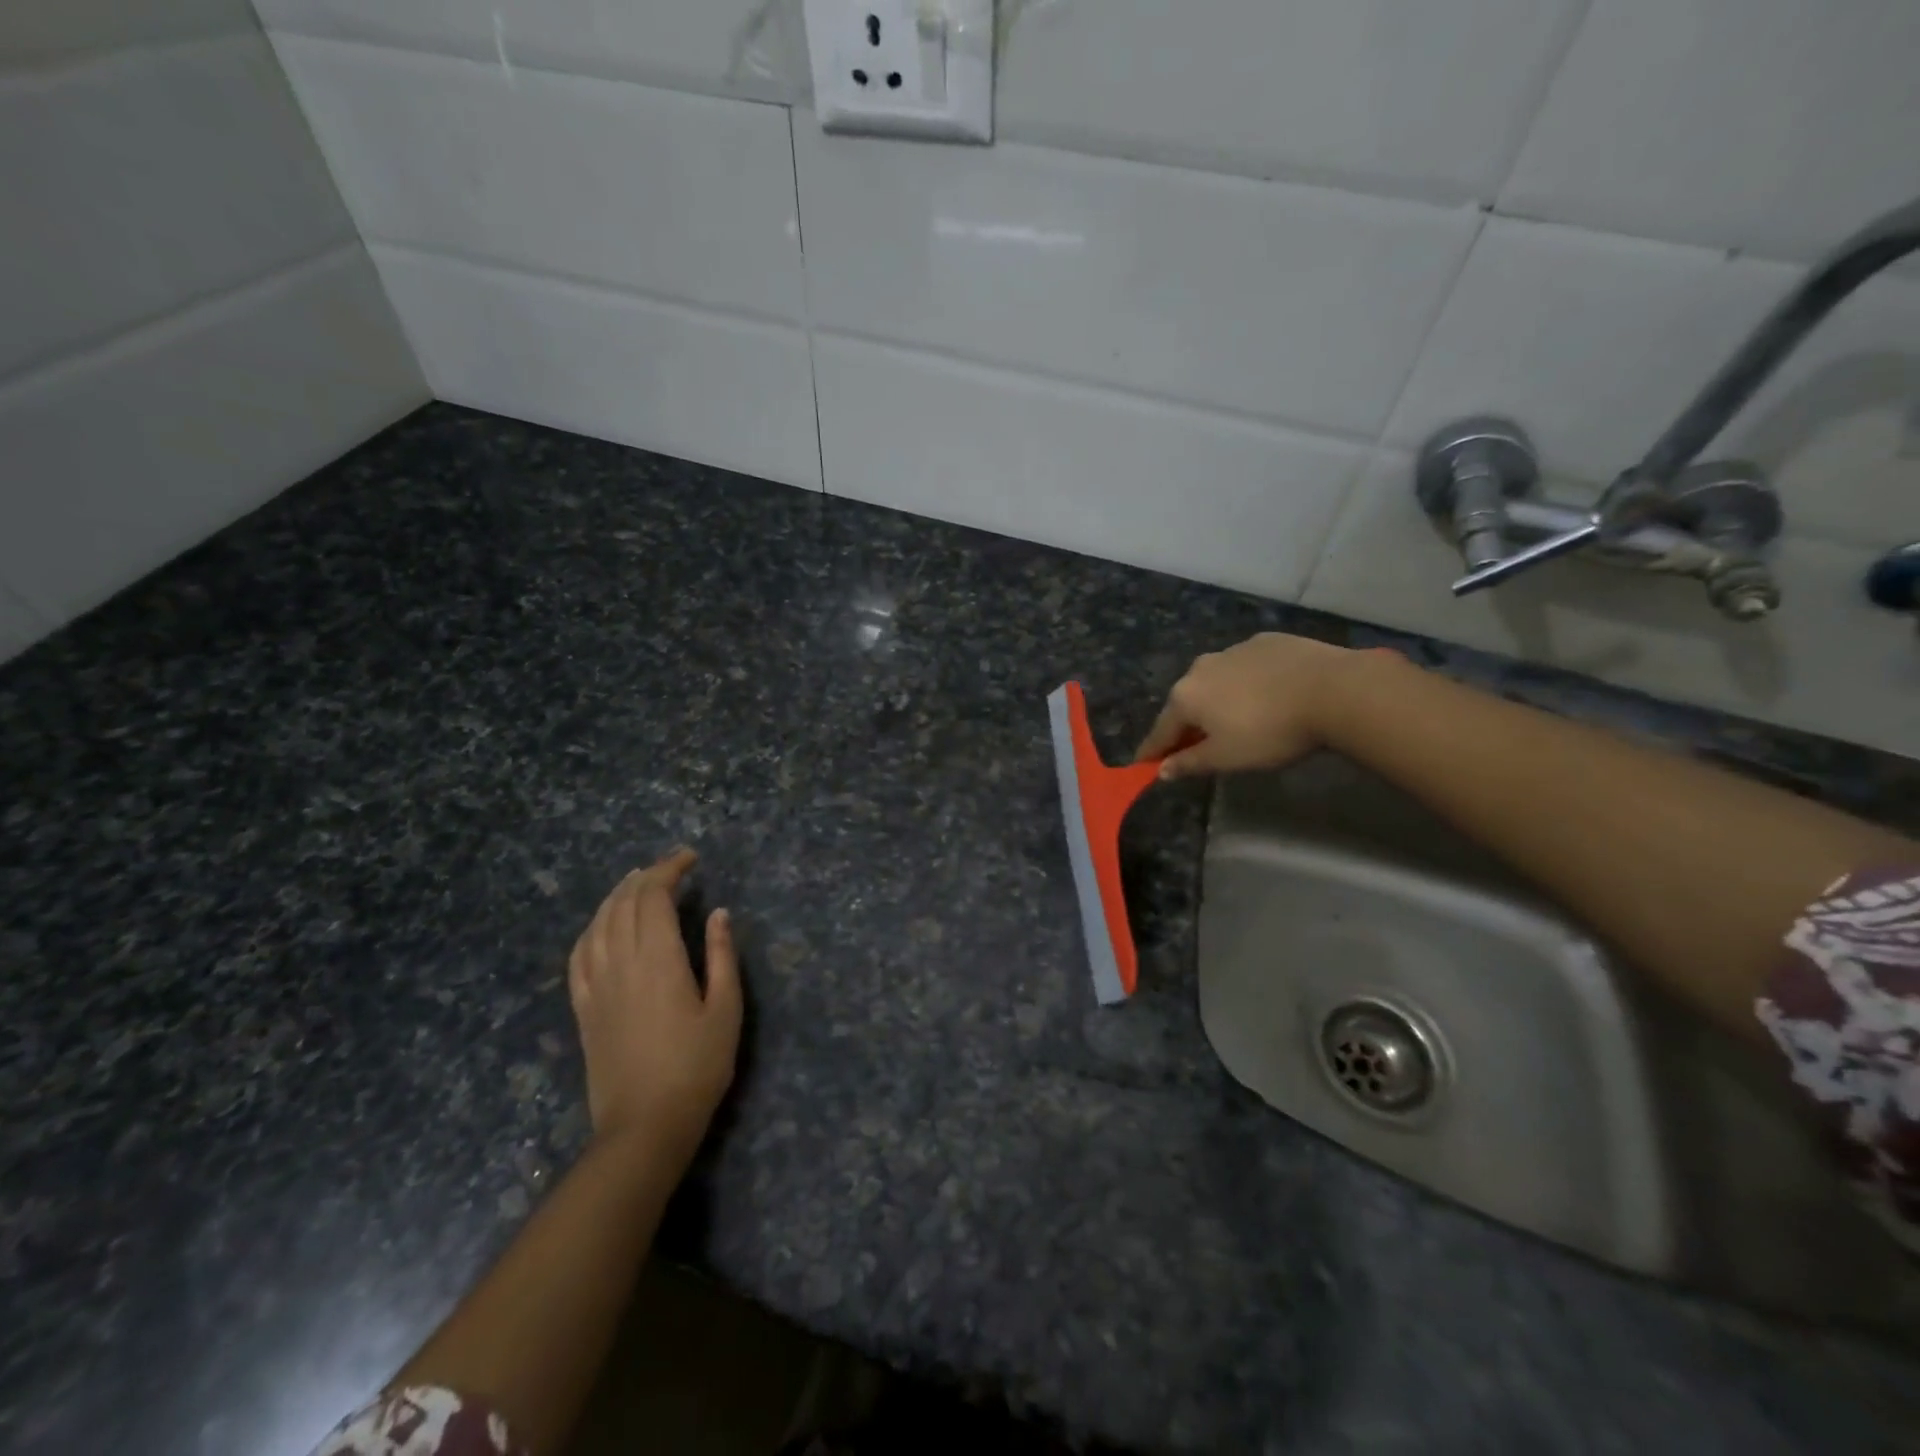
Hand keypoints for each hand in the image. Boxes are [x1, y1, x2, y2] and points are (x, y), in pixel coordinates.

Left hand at [568, 849, 741, 1171]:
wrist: (645, 1125)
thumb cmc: (697, 1067)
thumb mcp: (726, 1009)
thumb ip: (722, 956)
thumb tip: (719, 913)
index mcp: (658, 960)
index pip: (654, 897)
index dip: (670, 869)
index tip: (691, 858)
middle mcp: (621, 963)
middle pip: (624, 904)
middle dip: (647, 876)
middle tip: (672, 866)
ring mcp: (596, 986)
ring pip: (598, 924)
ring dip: (616, 895)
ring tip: (636, 882)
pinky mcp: (583, 1008)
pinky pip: (579, 955)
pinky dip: (591, 929)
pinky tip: (601, 925)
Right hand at [1135, 633, 1360, 778]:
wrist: (1333, 689)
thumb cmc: (1270, 731)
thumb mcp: (1227, 758)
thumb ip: (1190, 763)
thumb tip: (1161, 770)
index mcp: (1185, 697)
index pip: (1160, 731)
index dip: (1152, 751)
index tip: (1144, 764)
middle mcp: (1200, 668)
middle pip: (1186, 703)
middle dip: (1188, 724)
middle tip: (1198, 745)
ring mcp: (1233, 649)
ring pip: (1216, 681)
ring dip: (1217, 700)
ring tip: (1238, 718)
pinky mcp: (1265, 641)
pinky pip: (1245, 667)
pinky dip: (1247, 682)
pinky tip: (1268, 695)